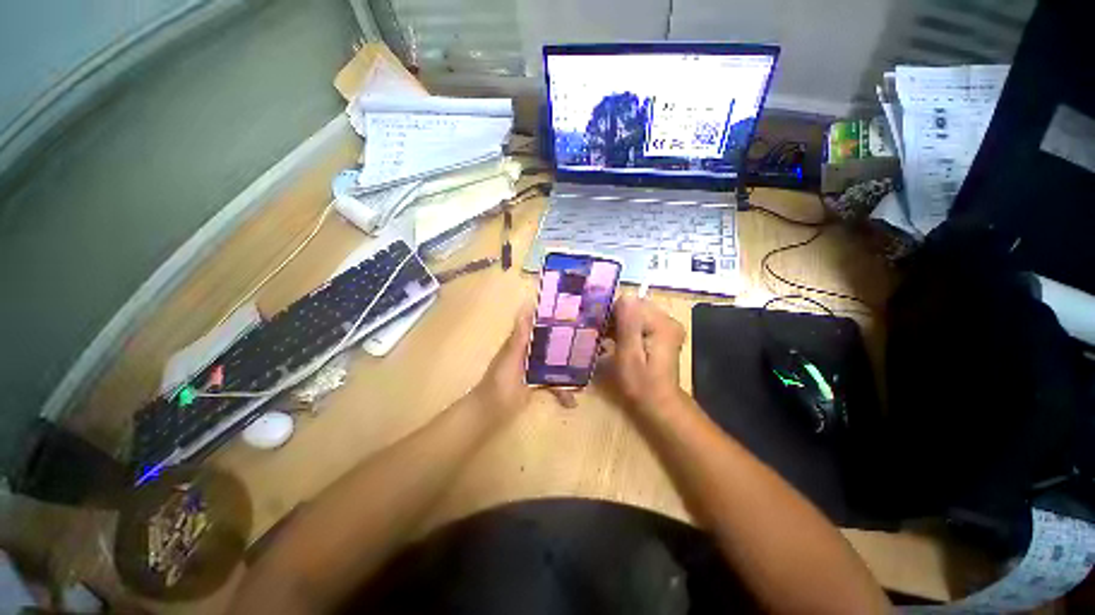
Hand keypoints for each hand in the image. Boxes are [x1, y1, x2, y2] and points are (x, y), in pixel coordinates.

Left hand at [469, 304, 575, 420]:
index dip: (555, 318)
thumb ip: (519, 336)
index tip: (574, 313)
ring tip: (585, 377)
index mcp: (521, 341)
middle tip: (591, 344)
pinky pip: (553, 383)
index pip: (539, 323)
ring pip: (555, 363)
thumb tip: (525, 307)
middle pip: (551, 342)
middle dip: (569, 344)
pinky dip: (562, 391)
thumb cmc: (500, 383)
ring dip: (569, 371)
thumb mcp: (510, 358)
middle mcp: (528, 351)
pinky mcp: (536, 384)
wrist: (490, 412)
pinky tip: (572, 402)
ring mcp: (533, 368)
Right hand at [603, 296, 686, 413]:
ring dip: (619, 322)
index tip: (599, 328)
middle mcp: (668, 319)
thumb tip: (625, 296)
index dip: (612, 313)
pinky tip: (617, 339)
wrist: (659, 404)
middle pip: (634, 306)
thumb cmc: (640, 384)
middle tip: (601, 335)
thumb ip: (628, 325)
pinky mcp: (662, 332)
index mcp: (662, 324)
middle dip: (615, 317)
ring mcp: (667, 325)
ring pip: (635, 313)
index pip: (631, 302)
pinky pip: (640, 321)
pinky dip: (626, 327)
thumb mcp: (629, 355)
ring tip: (606, 338)